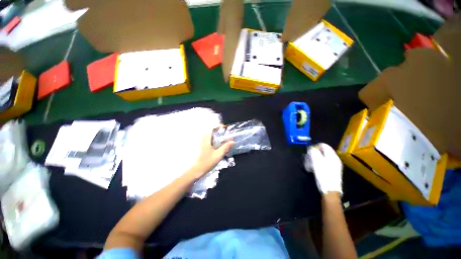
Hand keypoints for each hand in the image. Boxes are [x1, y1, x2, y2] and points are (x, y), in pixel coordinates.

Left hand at [189, 131, 234, 178]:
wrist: (199, 169)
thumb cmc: (207, 162)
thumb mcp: (218, 155)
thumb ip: (225, 147)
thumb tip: (233, 141)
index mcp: (207, 139)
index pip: (213, 128)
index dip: (220, 126)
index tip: (227, 129)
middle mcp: (205, 139)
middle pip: (214, 131)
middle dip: (222, 132)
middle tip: (229, 135)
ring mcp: (205, 142)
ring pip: (214, 136)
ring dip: (221, 136)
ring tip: (228, 140)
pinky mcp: (206, 146)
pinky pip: (213, 140)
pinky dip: (219, 140)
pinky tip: (223, 145)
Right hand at [305, 143, 342, 194]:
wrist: (330, 190)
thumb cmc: (323, 175)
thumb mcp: (316, 162)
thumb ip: (314, 152)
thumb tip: (311, 148)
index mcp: (332, 156)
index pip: (324, 145)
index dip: (315, 147)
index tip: (309, 152)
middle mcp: (335, 159)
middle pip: (323, 151)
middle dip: (314, 154)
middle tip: (308, 159)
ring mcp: (334, 165)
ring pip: (322, 158)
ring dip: (315, 160)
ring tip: (310, 165)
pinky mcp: (332, 171)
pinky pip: (324, 163)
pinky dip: (318, 164)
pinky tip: (314, 169)